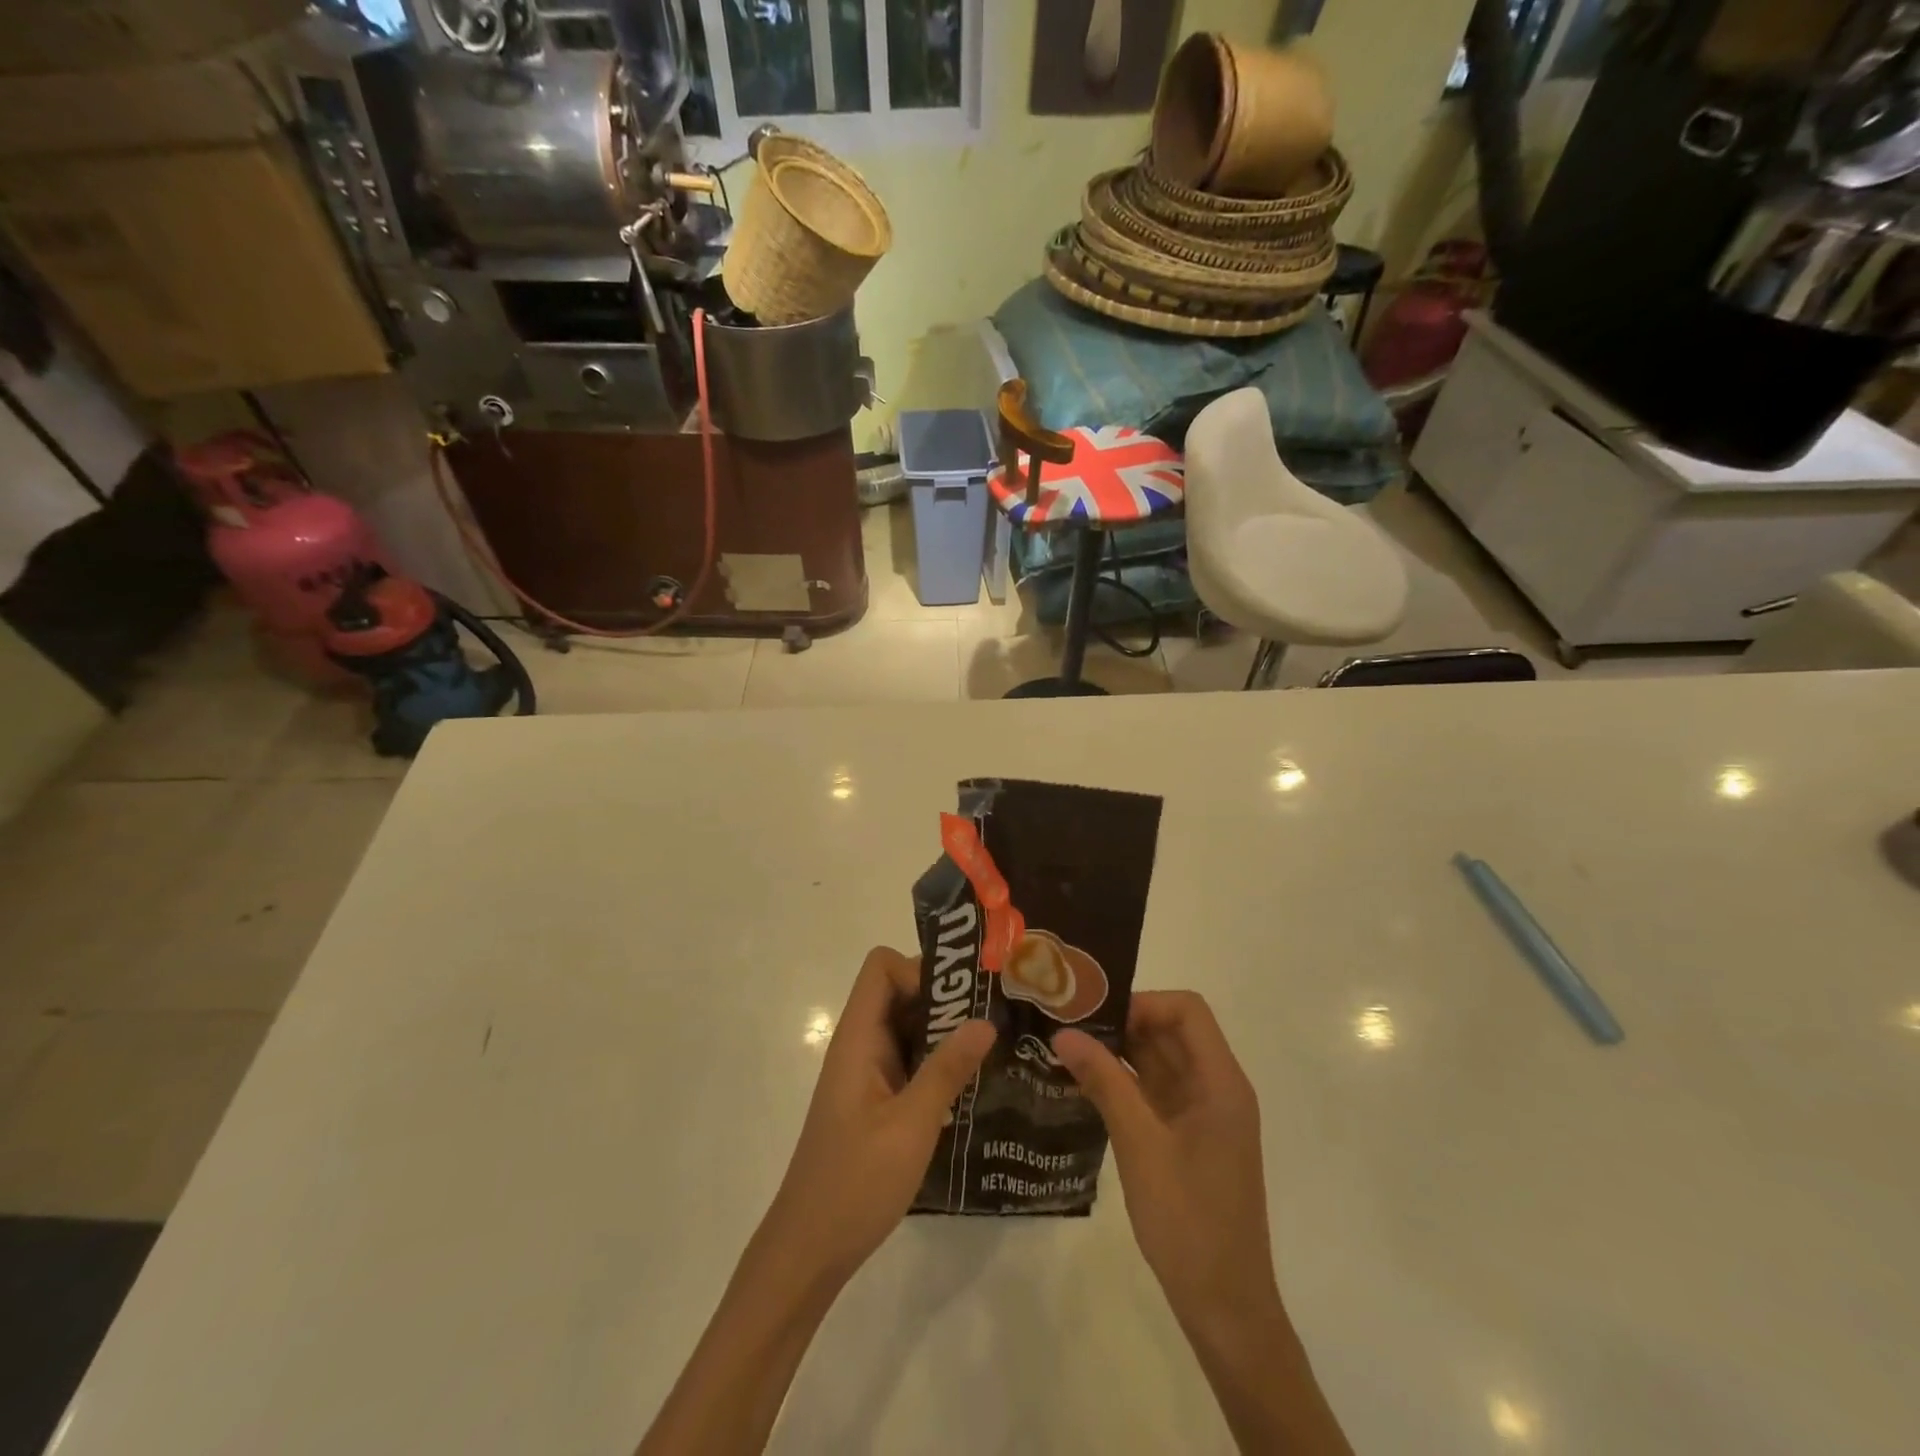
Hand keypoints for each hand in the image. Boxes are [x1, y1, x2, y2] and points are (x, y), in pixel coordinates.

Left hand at [761, 946, 995, 1289]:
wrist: (808, 1251)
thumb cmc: (855, 1184)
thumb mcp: (911, 1125)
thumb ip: (947, 1070)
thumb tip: (985, 1020)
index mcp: (858, 1040)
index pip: (881, 969)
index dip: (919, 971)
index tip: (960, 1001)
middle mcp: (860, 1047)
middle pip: (898, 993)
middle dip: (944, 999)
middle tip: (993, 1018)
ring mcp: (867, 1075)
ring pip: (907, 1029)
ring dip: (945, 1033)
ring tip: (993, 1049)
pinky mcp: (876, 1102)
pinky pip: (909, 1062)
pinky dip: (937, 1064)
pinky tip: (972, 1088)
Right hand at [1052, 992, 1278, 1336]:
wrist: (1225, 1307)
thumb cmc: (1190, 1221)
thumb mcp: (1141, 1145)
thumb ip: (1105, 1082)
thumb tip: (1063, 1033)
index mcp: (1221, 1082)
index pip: (1187, 1011)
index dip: (1144, 1003)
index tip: (1098, 1018)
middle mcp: (1216, 1088)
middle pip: (1171, 1032)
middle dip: (1122, 1023)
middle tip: (1068, 1025)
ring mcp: (1202, 1114)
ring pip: (1159, 1060)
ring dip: (1119, 1053)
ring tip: (1067, 1049)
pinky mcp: (1187, 1137)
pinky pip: (1154, 1091)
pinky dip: (1124, 1082)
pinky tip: (1084, 1084)